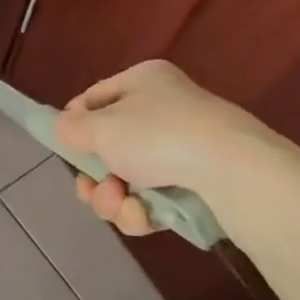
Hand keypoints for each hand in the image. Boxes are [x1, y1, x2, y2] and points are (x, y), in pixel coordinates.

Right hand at [55, 60, 276, 236]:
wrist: (234, 173)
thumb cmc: (159, 136)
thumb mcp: (102, 127)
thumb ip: (72, 128)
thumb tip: (65, 127)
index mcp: (143, 82)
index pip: (94, 99)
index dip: (75, 125)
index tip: (67, 149)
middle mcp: (164, 110)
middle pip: (108, 147)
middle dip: (95, 177)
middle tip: (93, 190)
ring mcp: (183, 150)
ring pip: (127, 180)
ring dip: (114, 199)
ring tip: (123, 206)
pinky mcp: (197, 187)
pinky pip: (153, 200)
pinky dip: (142, 212)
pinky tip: (144, 218)